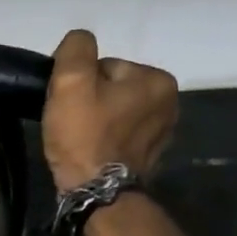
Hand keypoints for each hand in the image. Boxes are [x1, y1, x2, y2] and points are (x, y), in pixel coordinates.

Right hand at [43, 29, 178, 191]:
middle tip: (70, 123)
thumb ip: (76, 49)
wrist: (97, 194)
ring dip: (95, 120)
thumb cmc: (84, 136)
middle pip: (111, 88)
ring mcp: (162, 131)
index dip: (79, 83)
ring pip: (114, 111)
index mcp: (157, 79)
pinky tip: (91, 151)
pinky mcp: (150, 155)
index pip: (105, 66)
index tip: (67, 105)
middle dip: (89, 101)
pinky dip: (104, 139)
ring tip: (78, 139)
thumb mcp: (71, 82)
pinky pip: (120, 134)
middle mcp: (169, 102)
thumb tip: (80, 41)